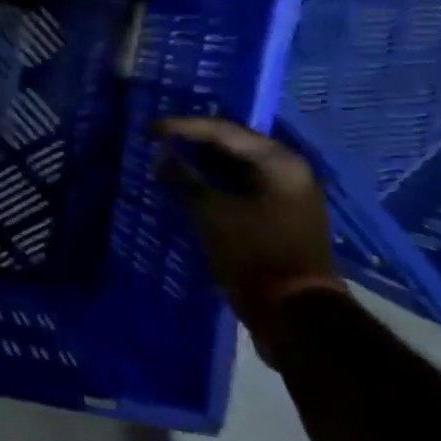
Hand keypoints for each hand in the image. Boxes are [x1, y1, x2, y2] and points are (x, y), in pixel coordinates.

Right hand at [154, 117, 345, 356]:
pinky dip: (213, 184)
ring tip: (165, 159)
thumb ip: (184, 178)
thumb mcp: (210, 212)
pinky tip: (187, 185)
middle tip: (156, 139)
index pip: (222, 130)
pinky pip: (239, 187)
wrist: (293, 313)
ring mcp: (286, 195)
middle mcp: (288, 171)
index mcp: (278, 162)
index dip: (182, 127)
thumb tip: (161, 154)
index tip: (148, 129)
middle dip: (192, 142)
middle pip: (232, 145)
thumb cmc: (253, 253)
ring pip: (235, 168)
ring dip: (201, 164)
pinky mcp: (278, 216)